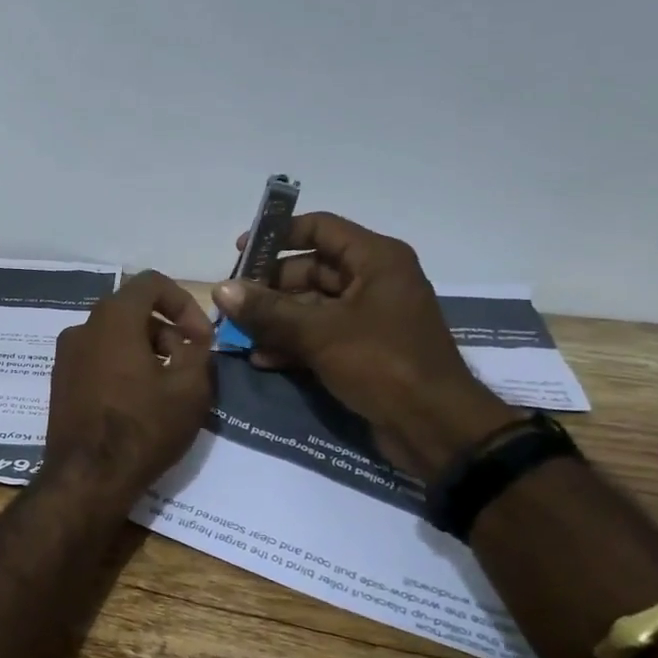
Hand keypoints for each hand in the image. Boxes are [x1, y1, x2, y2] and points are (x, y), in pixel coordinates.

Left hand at [44, 271, 214, 508]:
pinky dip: (122, 366)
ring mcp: (66, 355)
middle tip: (189, 364)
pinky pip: (98, 358)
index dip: (184, 302)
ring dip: (146, 350)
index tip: (201, 337)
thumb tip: (190, 339)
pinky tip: (138, 401)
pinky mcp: (61, 381)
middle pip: (132, 310)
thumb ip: (197, 350)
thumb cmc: (143, 428)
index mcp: (113, 318)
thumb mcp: (190, 387)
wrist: (87, 478)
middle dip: (167, 330)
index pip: (151, 282)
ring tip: (167, 388)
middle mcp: (83, 327)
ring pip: (115, 336)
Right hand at [212, 213, 514, 478]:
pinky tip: (261, 359)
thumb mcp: (320, 333)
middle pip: (311, 269)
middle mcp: (374, 280)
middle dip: (269, 286)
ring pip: (311, 305)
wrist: (436, 428)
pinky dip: (292, 343)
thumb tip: (221, 290)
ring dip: (276, 319)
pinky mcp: (364, 349)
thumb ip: (268, 310)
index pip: (320, 228)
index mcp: (376, 260)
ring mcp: (369, 316)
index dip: (278, 236)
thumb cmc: (383, 364)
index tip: (241, 253)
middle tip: (233, 302)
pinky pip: (320, 334)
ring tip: (239, 334)